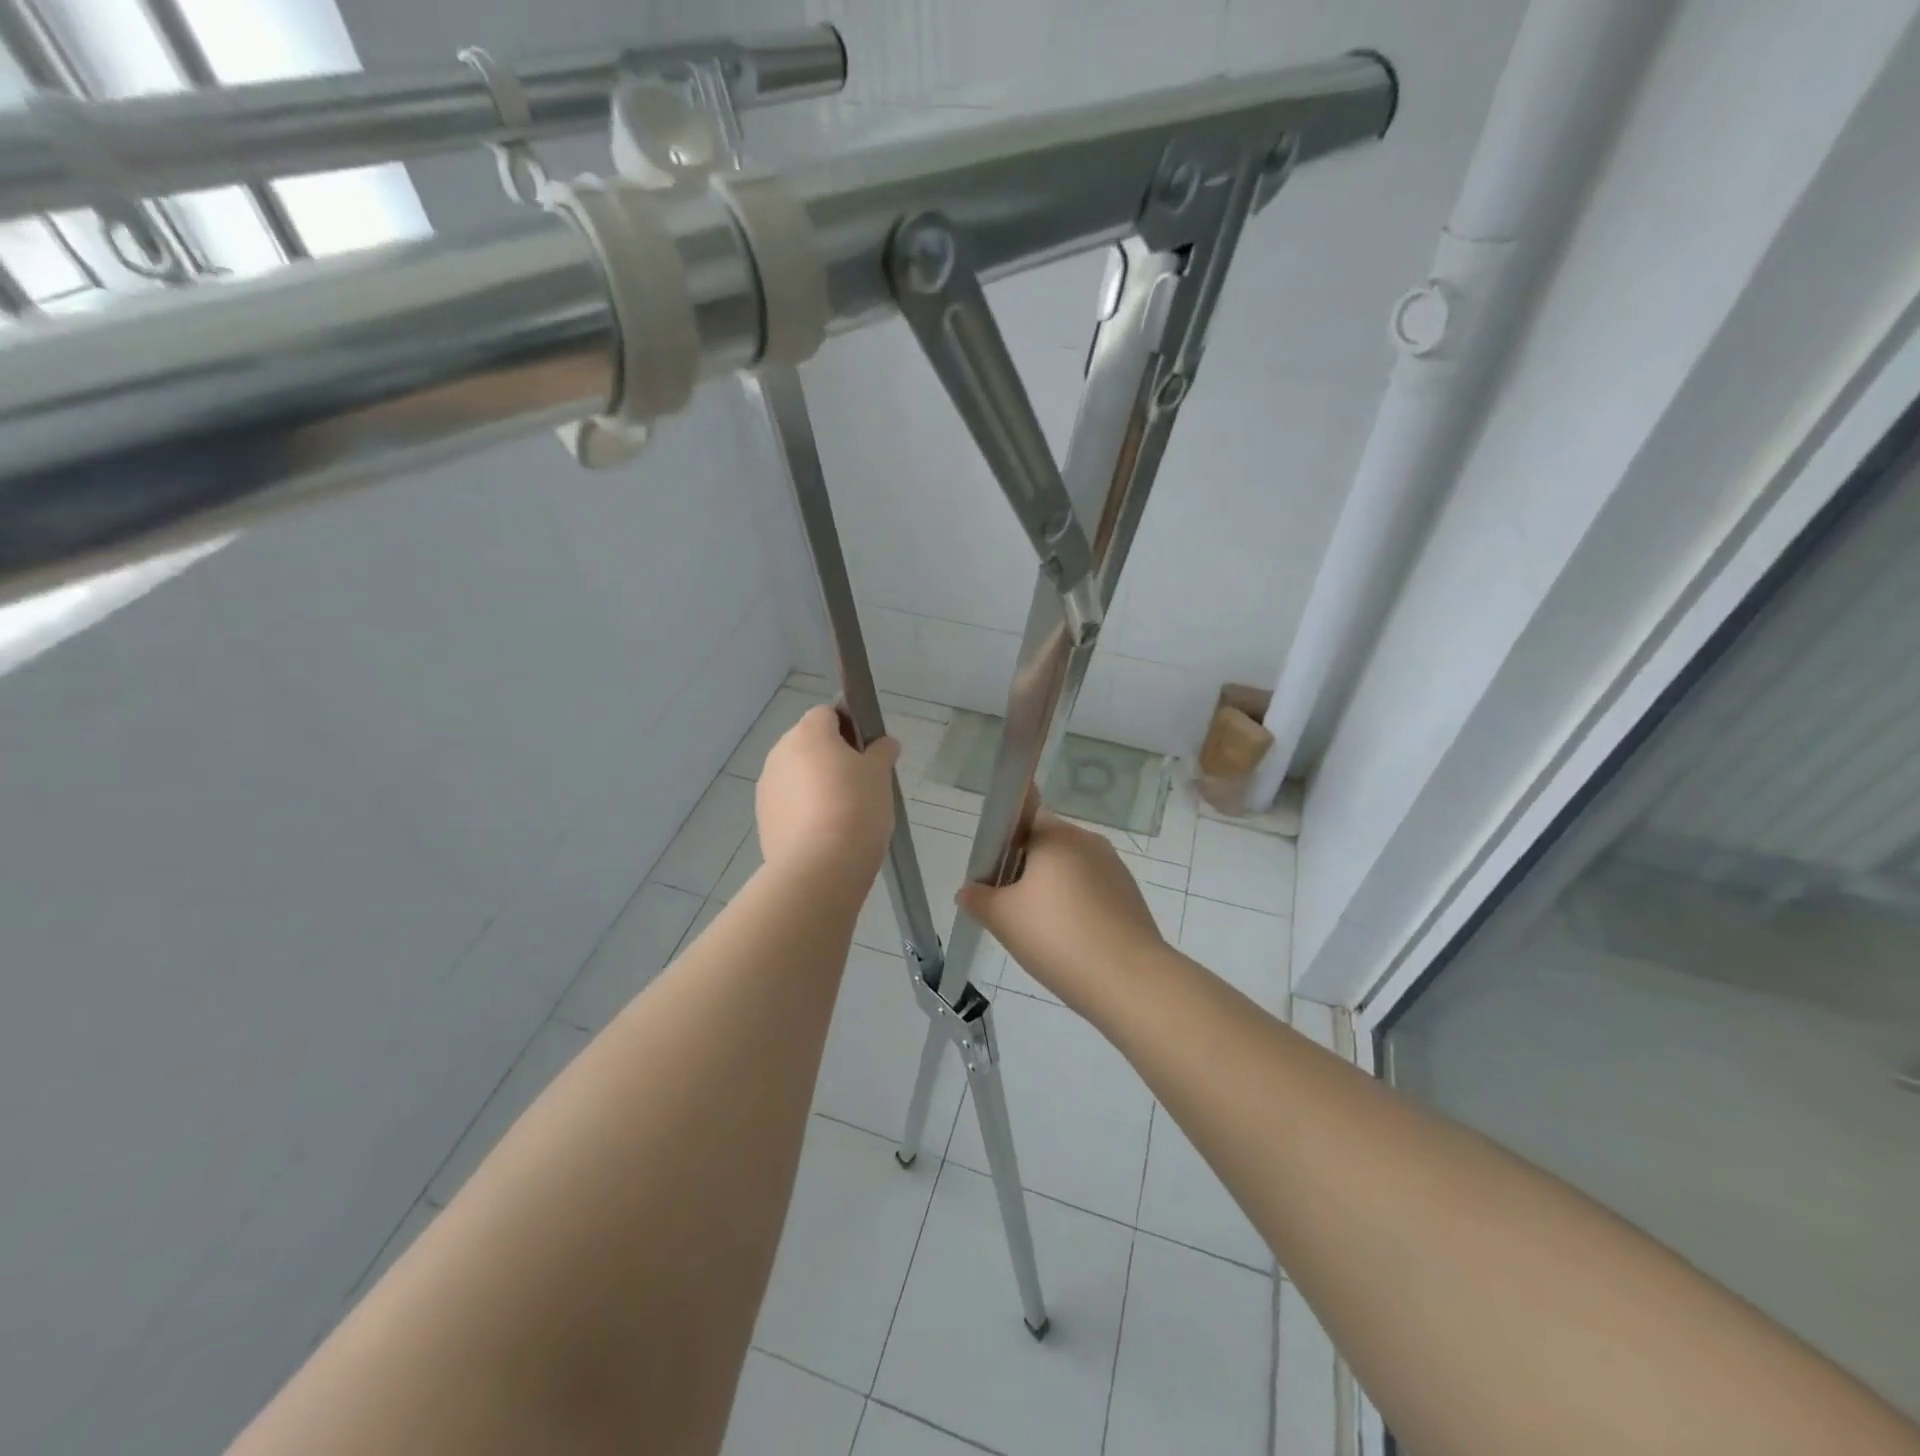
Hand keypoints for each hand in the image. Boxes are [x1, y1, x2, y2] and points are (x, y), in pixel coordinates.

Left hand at [756, 706, 899, 885]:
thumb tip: (884, 744)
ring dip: (815, 785)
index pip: (827, 713)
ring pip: (796, 775)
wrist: (820, 867)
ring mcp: (767, 787)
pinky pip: (788, 804)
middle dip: (831, 758)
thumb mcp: (880, 774)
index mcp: (808, 733)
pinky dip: (804, 811)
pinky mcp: (763, 819)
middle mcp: (780, 753)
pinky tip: (826, 833)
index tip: (867, 752)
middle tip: (860, 784)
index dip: (849, 727)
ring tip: (844, 814)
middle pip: (809, 744)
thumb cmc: (856, 807)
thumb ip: (881, 752)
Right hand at [957, 810, 1164, 1012]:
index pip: (1023, 818)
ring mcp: (1114, 868)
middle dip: (1025, 872)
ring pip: (1070, 871)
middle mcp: (1088, 841)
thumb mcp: (1002, 918)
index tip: (994, 876)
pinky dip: (1076, 908)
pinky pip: (1092, 892)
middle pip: (1046, 846)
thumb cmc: (1057, 936)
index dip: (1004, 842)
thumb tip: (969, 890)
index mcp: (1057, 835)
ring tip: (1039, 932)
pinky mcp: (1130, 896)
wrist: (1128, 979)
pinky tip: (1069, 942)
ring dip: (1051, 892)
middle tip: (1009, 909)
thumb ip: (978, 898)